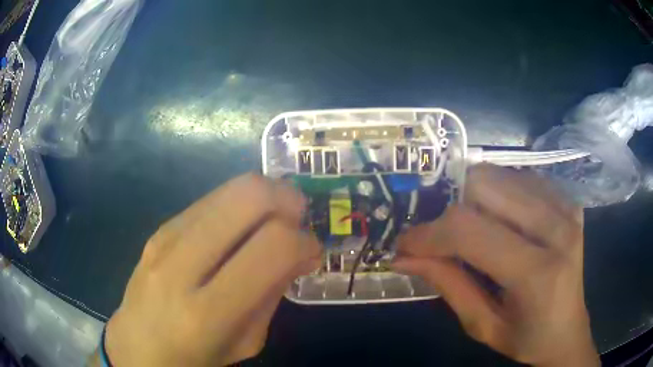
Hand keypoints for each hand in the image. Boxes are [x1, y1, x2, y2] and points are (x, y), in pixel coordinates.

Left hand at [104, 174, 320, 365]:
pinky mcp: (160, 227)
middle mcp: (181, 264)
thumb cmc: (194, 357)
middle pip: (248, 197)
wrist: (137, 344)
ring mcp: (165, 238)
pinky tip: (242, 228)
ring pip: (229, 188)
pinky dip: (239, 205)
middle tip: (298, 219)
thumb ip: (272, 295)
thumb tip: (301, 252)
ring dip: (265, 197)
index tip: (312, 252)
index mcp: (206, 312)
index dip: (304, 241)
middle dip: (287, 199)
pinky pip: (211, 199)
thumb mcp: (245, 343)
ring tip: (274, 220)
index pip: (271, 247)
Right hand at [393, 164, 598, 366]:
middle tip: (440, 236)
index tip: (406, 243)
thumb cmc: (526, 338)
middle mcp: (557, 228)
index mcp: (537, 273)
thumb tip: (404, 256)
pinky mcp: (567, 199)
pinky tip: (498, 220)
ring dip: (472, 198)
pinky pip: (520, 178)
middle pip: (484, 186)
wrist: (568, 330)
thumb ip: (447, 285)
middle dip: (450, 207)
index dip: (429, 233)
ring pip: (500, 175)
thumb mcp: (481, 325)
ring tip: (468, 228)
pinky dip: (498, 193)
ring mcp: (566, 207)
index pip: (470, 231)